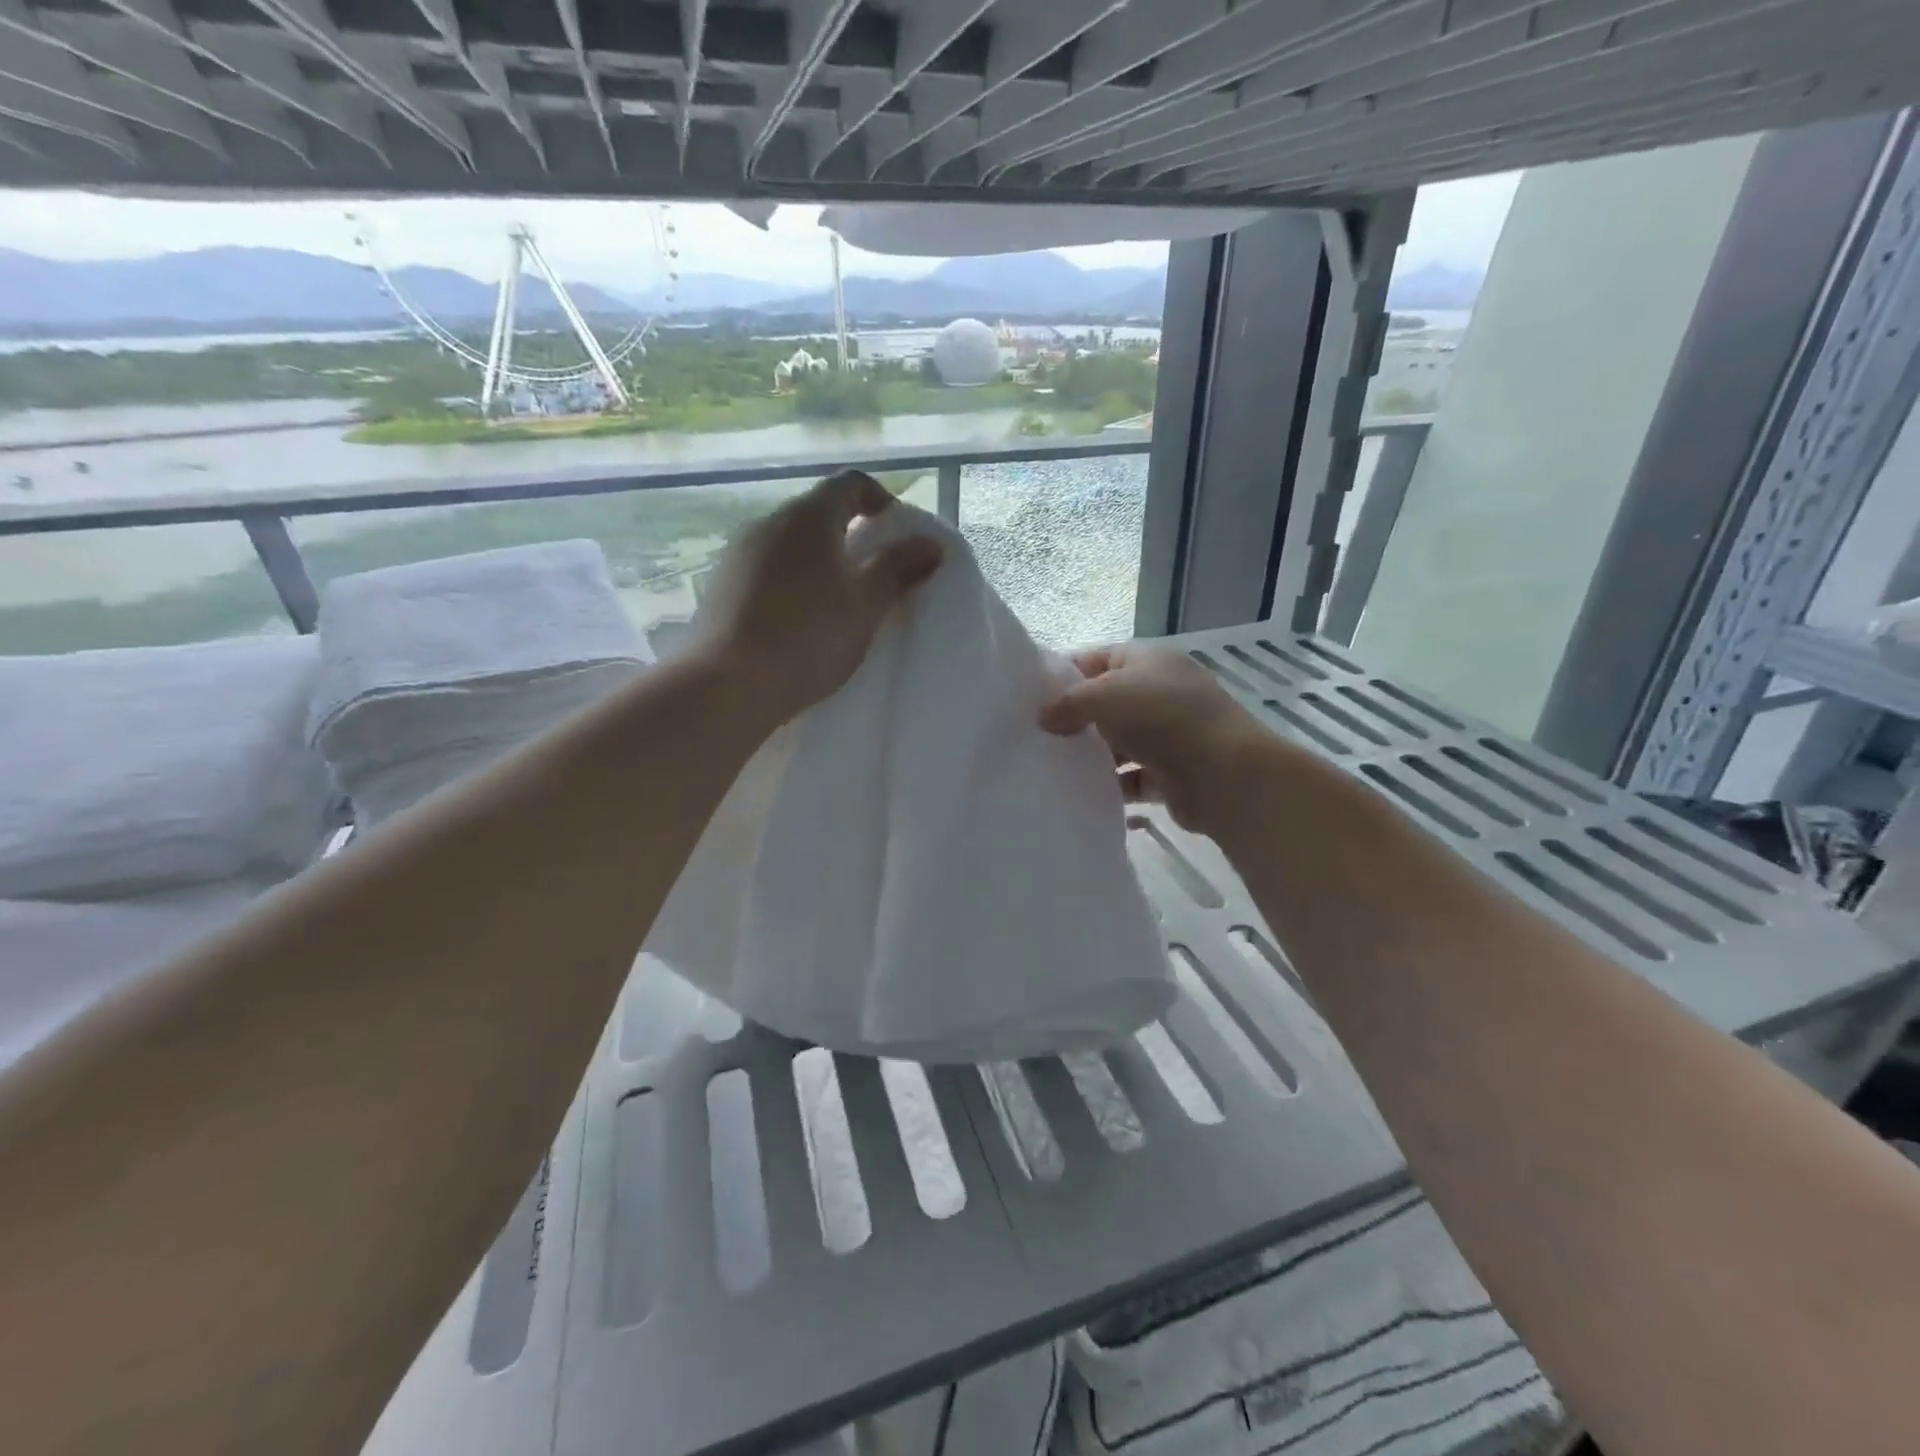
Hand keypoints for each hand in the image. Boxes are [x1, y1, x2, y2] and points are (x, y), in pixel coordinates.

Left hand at [699, 470, 941, 724]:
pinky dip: (792, 580)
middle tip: (874, 574)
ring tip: (838, 601)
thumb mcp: (866, 604)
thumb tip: (931, 543)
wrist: (730, 684)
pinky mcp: (721, 584)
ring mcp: (739, 552)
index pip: (851, 484)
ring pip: (790, 542)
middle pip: (818, 512)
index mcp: (809, 517)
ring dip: (819, 559)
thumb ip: (899, 568)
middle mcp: (769, 521)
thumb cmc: (810, 637)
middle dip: (850, 534)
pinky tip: (799, 619)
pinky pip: (767, 568)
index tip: (897, 533)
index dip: (880, 500)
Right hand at [1039, 645, 1273, 836]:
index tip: (1030, 697)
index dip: (1064, 674)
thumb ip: (1068, 703)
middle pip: (1106, 703)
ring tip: (1049, 768)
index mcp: (1148, 661)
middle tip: (1034, 736)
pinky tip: (1082, 794)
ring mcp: (1168, 735)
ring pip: (1118, 744)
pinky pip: (1131, 779)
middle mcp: (1159, 693)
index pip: (1097, 659)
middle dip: (1073, 720)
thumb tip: (1043, 718)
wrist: (1225, 774)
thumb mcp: (1104, 695)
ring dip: (1091, 756)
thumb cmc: (1162, 718)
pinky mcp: (1171, 774)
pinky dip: (1111, 786)